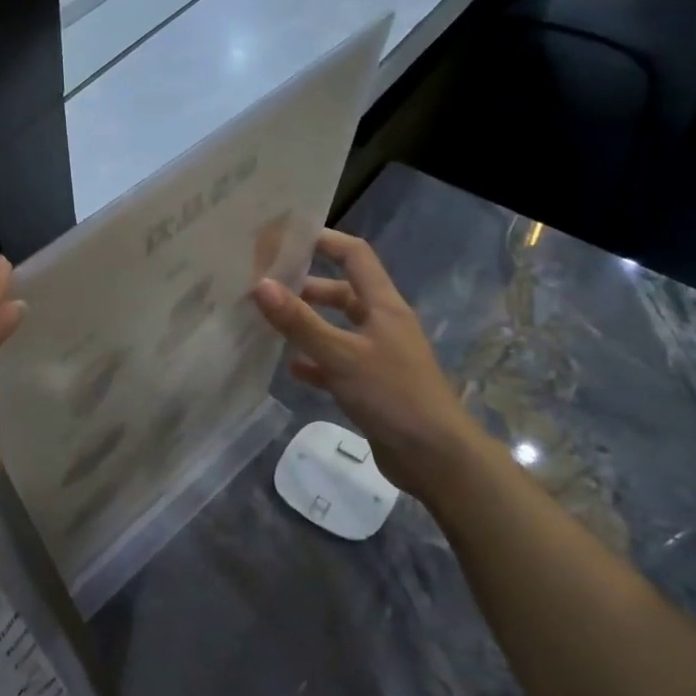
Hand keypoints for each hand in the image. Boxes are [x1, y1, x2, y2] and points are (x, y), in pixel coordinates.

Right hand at [252, 229, 484, 499]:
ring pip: (336, 328)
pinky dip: (314, 361)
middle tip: (264, 286)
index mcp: (383, 305)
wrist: (435, 457)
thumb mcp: (341, 355)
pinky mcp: (371, 384)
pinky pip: (336, 362)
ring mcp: (377, 355)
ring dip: (307, 324)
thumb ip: (300, 321)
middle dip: (305, 287)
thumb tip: (260, 285)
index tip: (285, 238)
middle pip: (341, 292)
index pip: (354, 256)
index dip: (324, 241)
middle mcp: (381, 323)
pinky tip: (291, 367)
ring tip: (268, 323)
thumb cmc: (392, 394)